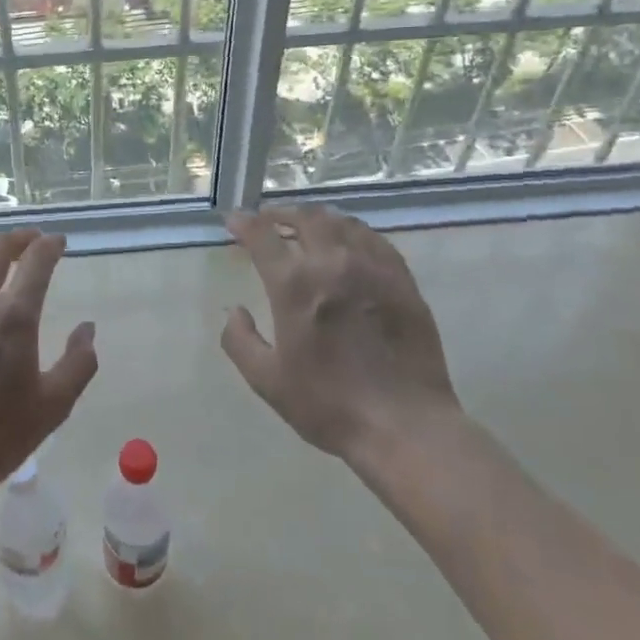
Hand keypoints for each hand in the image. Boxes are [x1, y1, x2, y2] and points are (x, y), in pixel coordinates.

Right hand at [220, 206, 460, 459]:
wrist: (405, 426)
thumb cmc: (329, 405)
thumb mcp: (268, 381)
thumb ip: (240, 341)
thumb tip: (235, 310)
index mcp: (295, 285)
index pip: (263, 235)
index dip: (244, 222)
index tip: (234, 220)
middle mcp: (332, 263)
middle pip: (305, 218)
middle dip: (281, 213)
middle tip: (269, 221)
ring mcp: (372, 267)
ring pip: (340, 222)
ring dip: (316, 218)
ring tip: (306, 227)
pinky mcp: (401, 279)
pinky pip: (373, 238)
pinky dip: (351, 231)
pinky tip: (348, 242)